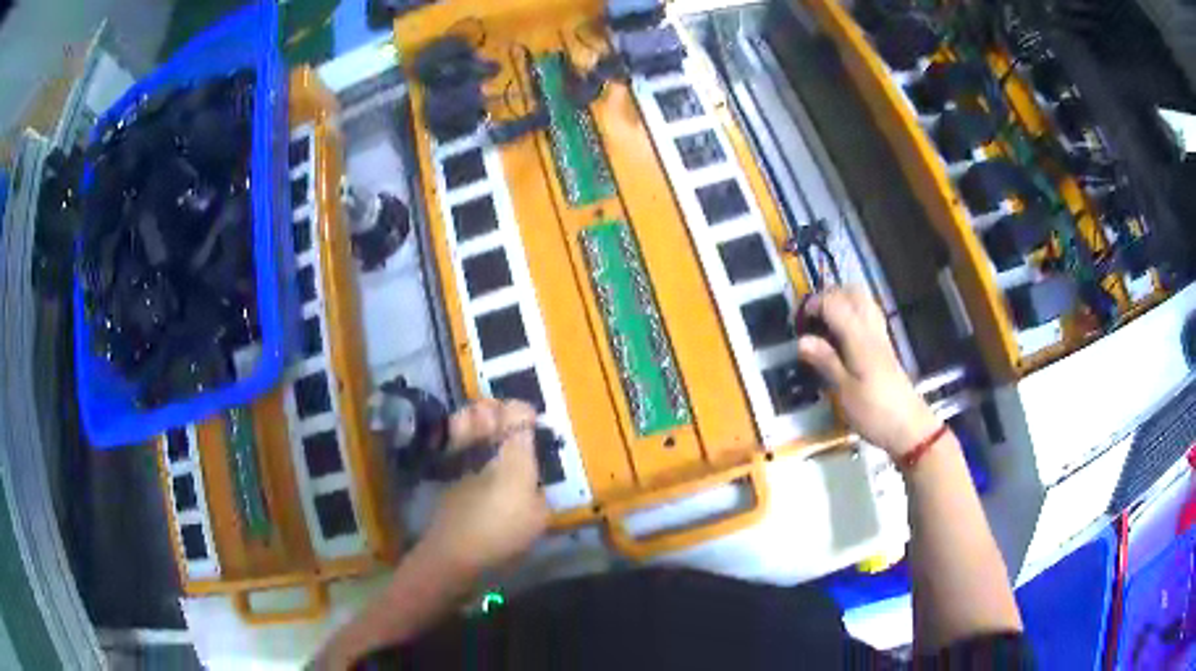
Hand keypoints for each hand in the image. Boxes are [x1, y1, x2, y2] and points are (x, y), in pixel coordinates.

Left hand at [418, 399, 548, 576]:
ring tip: (488, 429)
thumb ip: (540, 492)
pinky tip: (472, 452)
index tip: (533, 423)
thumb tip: (534, 483)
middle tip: (510, 421)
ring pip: (465, 417)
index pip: (518, 413)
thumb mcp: (539, 518)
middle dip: (499, 408)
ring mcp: (460, 455)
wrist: (454, 550)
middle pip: (488, 408)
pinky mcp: (445, 469)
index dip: (526, 412)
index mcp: (513, 455)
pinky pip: (455, 439)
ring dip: (477, 416)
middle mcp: (485, 446)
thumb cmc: (502, 534)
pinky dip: (462, 436)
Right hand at [796, 286, 939, 457]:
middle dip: (828, 296)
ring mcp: (880, 335)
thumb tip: (802, 340)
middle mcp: (871, 329)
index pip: (834, 303)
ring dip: (841, 301)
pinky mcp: (885, 345)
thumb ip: (825, 361)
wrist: (908, 427)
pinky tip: (843, 333)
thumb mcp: (844, 391)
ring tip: (825, 322)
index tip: (797, 323)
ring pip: (862, 300)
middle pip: (851, 292)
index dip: (813, 305)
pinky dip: (853, 313)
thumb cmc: (874, 412)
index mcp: (858, 338)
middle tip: (811, 317)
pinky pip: (868, 314)